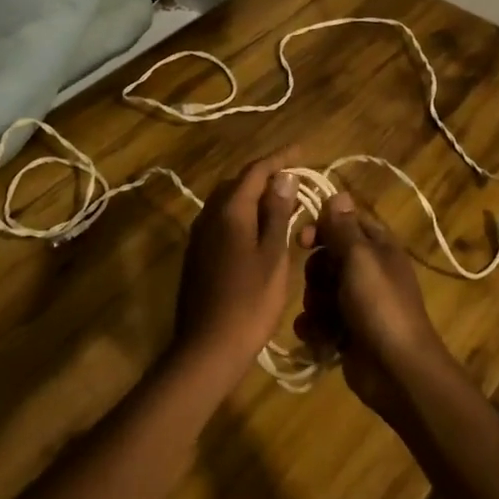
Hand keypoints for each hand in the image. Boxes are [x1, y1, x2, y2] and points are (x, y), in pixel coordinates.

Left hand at [172, 148, 305, 379]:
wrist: (207, 347)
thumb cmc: (249, 302)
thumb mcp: (273, 256)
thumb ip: (277, 213)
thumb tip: (283, 177)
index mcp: (230, 210)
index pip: (256, 171)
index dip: (279, 158)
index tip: (301, 150)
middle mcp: (209, 215)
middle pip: (238, 182)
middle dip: (266, 175)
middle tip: (295, 178)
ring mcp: (199, 235)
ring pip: (228, 201)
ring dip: (253, 196)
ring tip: (283, 201)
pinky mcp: (197, 254)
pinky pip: (222, 220)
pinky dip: (243, 215)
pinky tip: (260, 230)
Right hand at [296, 192, 456, 425]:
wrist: (397, 371)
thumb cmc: (380, 306)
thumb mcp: (360, 258)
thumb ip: (343, 227)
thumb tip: (338, 193)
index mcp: (378, 248)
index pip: (344, 223)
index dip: (321, 228)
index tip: (303, 240)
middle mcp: (368, 272)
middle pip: (326, 258)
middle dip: (315, 273)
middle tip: (321, 286)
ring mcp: (357, 304)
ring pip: (318, 291)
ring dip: (314, 305)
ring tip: (324, 320)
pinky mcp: (346, 333)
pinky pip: (318, 321)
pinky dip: (315, 329)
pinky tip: (318, 339)